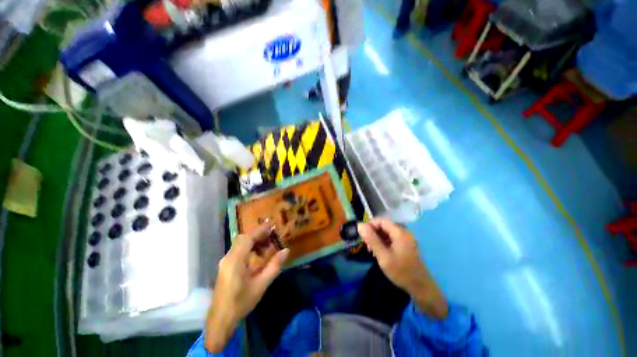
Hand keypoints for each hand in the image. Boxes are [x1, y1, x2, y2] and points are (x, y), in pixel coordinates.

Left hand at [205, 223, 288, 352]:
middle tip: (271, 236)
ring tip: (267, 246)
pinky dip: (248, 248)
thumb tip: (286, 250)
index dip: (260, 230)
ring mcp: (225, 262)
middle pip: (243, 238)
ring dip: (253, 241)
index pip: (248, 238)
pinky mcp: (226, 267)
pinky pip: (238, 251)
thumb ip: (274, 266)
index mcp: (236, 260)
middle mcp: (229, 257)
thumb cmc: (241, 303)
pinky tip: (257, 256)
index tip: (271, 225)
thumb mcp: (261, 285)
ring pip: (240, 244)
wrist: (220, 320)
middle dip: (258, 235)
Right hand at [358, 218, 447, 318]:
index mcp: (400, 232)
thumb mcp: (383, 256)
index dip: (370, 224)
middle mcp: (403, 232)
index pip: (381, 220)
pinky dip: (383, 242)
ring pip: (387, 232)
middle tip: (367, 245)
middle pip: (384, 226)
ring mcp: (405, 238)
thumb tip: (360, 225)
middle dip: (373, 232)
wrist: (420, 287)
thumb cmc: (401, 271)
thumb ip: (371, 239)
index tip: (362, 235)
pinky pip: (391, 238)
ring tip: (371, 250)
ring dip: (377, 238)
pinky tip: (379, 251)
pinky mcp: (405, 244)